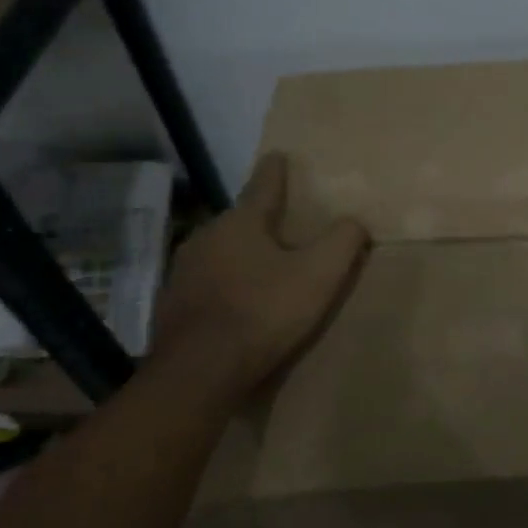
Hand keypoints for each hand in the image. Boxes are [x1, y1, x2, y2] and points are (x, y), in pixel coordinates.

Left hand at [152, 153, 367, 386]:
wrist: (199, 372)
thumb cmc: (263, 312)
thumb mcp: (319, 274)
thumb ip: (343, 241)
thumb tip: (355, 222)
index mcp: (241, 223)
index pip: (262, 186)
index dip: (275, 170)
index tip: (278, 154)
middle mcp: (206, 238)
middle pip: (239, 221)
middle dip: (259, 221)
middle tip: (281, 226)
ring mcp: (183, 272)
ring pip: (220, 252)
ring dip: (240, 255)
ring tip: (261, 267)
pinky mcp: (173, 305)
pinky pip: (206, 284)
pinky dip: (224, 286)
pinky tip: (236, 304)